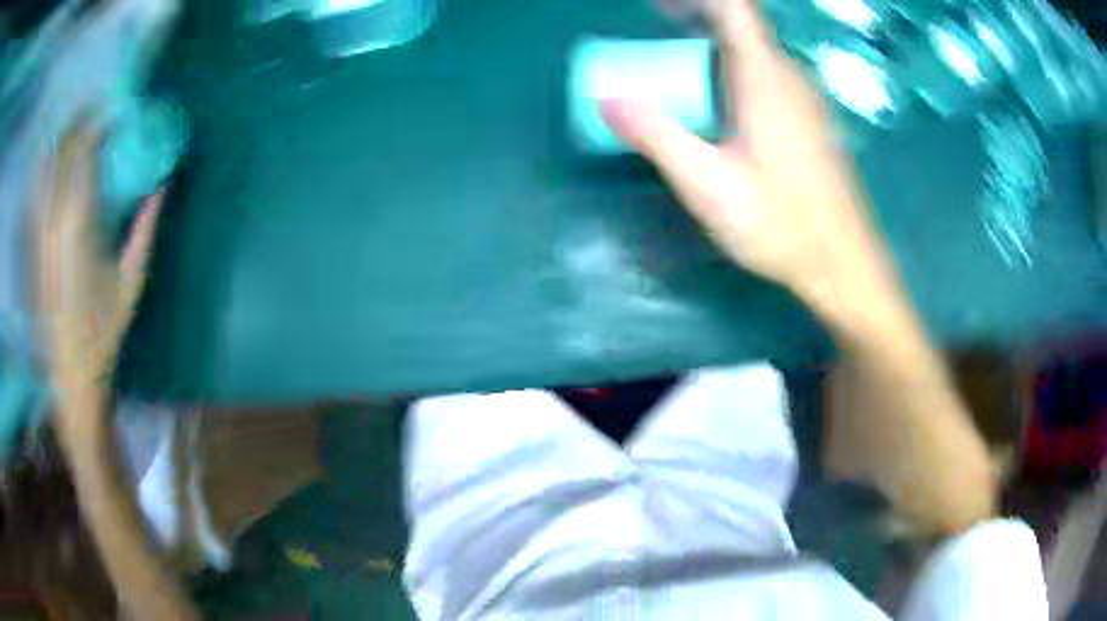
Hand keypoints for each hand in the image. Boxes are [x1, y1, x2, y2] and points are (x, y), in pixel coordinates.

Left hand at [33, 125, 163, 435]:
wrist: (71, 374)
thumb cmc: (103, 332)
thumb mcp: (131, 283)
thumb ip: (145, 231)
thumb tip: (162, 188)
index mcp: (77, 225)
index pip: (82, 152)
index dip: (98, 123)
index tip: (115, 110)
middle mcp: (52, 221)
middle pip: (60, 152)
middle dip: (77, 121)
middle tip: (95, 107)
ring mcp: (39, 234)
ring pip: (44, 169)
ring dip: (59, 141)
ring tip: (75, 127)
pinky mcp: (33, 248)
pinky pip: (37, 193)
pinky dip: (46, 169)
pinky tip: (55, 166)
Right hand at [604, 0, 882, 304]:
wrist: (843, 264)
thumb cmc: (781, 226)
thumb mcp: (708, 185)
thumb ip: (657, 136)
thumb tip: (605, 99)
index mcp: (765, 79)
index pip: (733, 9)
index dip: (695, 0)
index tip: (657, 9)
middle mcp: (789, 77)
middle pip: (742, 25)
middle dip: (696, 17)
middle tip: (657, 25)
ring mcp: (805, 98)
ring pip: (755, 49)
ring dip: (714, 43)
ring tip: (679, 59)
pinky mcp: (810, 120)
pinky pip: (767, 73)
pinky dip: (734, 67)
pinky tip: (719, 100)